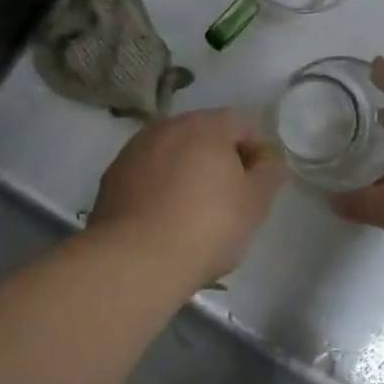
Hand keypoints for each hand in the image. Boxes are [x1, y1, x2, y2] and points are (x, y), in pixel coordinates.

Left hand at [89, 109, 286, 286]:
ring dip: (187, 172)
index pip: (242, 124)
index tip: (260, 184)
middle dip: (220, 160)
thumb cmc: (207, 226)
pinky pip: (147, 174)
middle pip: (204, 135)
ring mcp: (134, 150)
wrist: (136, 259)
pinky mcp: (112, 177)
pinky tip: (165, 219)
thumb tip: (270, 162)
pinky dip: (160, 188)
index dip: (258, 151)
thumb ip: (269, 176)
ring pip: (172, 154)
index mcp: (205, 125)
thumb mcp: (255, 204)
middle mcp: (166, 127)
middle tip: (231, 198)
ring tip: (195, 212)